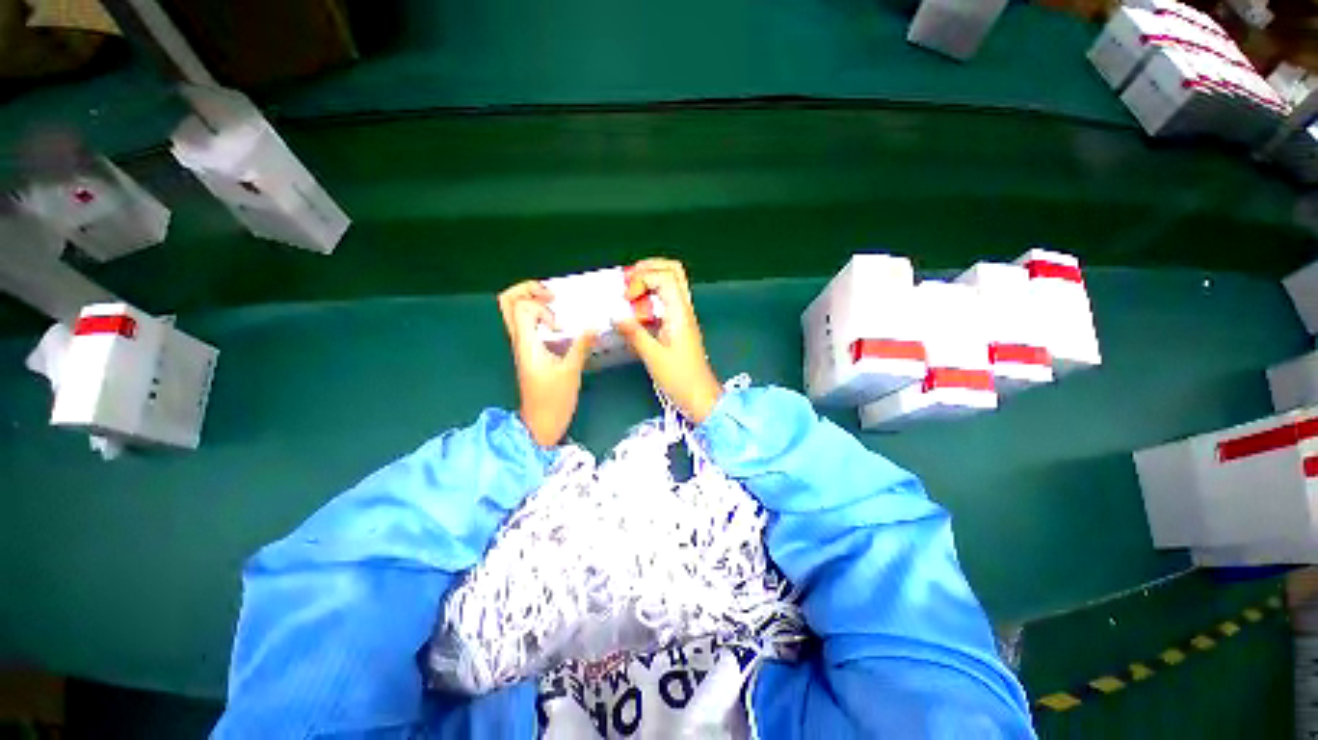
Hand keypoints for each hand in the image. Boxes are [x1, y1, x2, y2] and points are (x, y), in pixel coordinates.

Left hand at [497, 281, 594, 446]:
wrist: (540, 424)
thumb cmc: (553, 401)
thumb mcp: (571, 372)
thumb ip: (581, 346)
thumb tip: (594, 325)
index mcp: (525, 344)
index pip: (520, 307)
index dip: (539, 306)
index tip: (558, 324)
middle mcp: (520, 341)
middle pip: (508, 303)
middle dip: (528, 291)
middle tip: (551, 295)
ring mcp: (523, 347)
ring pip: (516, 313)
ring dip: (535, 302)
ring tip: (557, 306)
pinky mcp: (531, 353)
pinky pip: (529, 325)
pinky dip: (541, 316)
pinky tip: (560, 324)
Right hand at [614, 259, 722, 422]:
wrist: (700, 396)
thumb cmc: (680, 378)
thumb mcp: (653, 357)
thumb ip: (634, 333)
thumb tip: (614, 314)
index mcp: (680, 313)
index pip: (665, 276)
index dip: (642, 279)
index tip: (626, 297)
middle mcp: (683, 309)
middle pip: (673, 271)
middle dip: (648, 268)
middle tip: (627, 280)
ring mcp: (682, 317)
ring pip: (670, 285)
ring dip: (648, 281)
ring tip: (628, 293)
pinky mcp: (678, 326)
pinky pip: (665, 302)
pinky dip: (650, 298)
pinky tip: (636, 311)